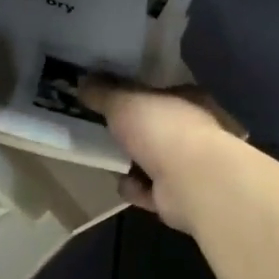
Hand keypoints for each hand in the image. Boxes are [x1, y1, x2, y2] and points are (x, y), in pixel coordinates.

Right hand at [81, 79, 246, 233]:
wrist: (194, 183)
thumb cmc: (163, 129)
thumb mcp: (124, 102)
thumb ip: (103, 92)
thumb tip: (83, 82)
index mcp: (190, 99)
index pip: (162, 92)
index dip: (137, 95)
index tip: (111, 98)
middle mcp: (195, 130)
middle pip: (156, 128)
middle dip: (131, 132)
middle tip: (104, 130)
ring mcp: (191, 165)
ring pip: (153, 160)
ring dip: (132, 163)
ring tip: (109, 159)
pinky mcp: (181, 196)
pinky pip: (151, 190)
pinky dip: (137, 188)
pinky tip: (127, 185)